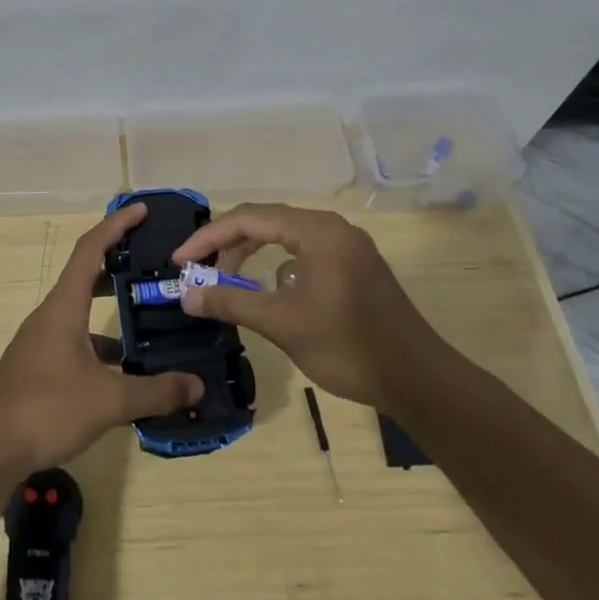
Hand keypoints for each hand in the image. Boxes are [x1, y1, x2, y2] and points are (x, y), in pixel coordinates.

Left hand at [0, 203, 202, 470]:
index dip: (116, 226)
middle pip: (86, 276)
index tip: (142, 210)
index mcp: (63, 307)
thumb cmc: (47, 408)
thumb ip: (156, 391)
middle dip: (118, 263)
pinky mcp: (40, 367)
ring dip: (112, 309)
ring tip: (150, 316)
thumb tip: (197, 384)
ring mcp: (42, 342)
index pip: (90, 249)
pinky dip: (102, 345)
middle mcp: (51, 316)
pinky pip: (77, 341)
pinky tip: (126, 370)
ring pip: (82, 312)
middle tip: (153, 261)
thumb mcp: (109, 400)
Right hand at [174, 203, 432, 408]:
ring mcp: (346, 247)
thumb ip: (231, 301)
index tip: (179, 261)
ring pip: (284, 237)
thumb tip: (187, 295)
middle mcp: (332, 228)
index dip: (208, 237)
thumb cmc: (348, 347)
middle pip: (265, 222)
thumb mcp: (282, 323)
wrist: (418, 380)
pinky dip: (275, 266)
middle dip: (226, 244)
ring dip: (249, 254)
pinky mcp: (353, 268)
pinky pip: (302, 253)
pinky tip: (265, 292)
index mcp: (318, 231)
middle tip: (197, 270)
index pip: (249, 218)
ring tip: (223, 280)